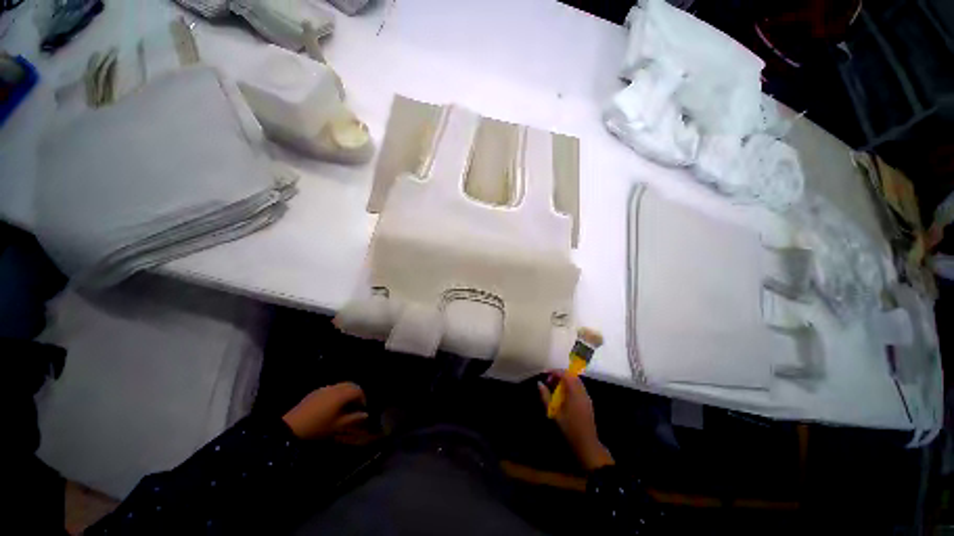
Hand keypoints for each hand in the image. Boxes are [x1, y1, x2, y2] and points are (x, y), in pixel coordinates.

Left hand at [282, 383, 368, 439]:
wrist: (292, 427)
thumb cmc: (318, 427)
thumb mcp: (338, 426)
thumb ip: (353, 418)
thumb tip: (365, 415)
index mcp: (342, 395)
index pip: (358, 391)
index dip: (363, 398)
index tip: (362, 408)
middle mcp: (335, 388)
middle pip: (351, 385)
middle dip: (356, 392)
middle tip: (356, 404)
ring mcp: (324, 388)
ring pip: (341, 385)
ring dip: (347, 392)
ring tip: (345, 404)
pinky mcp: (316, 392)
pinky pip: (331, 388)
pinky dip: (337, 393)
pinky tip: (332, 404)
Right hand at [539, 372, 613, 470]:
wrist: (587, 444)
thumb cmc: (569, 428)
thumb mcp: (554, 413)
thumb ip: (546, 397)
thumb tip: (539, 384)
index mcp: (574, 392)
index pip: (565, 374)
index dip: (554, 371)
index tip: (545, 374)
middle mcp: (582, 392)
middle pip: (571, 375)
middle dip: (559, 375)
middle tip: (549, 381)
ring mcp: (586, 397)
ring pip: (576, 381)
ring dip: (565, 380)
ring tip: (554, 387)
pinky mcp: (587, 402)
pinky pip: (579, 387)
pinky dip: (570, 386)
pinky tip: (563, 395)